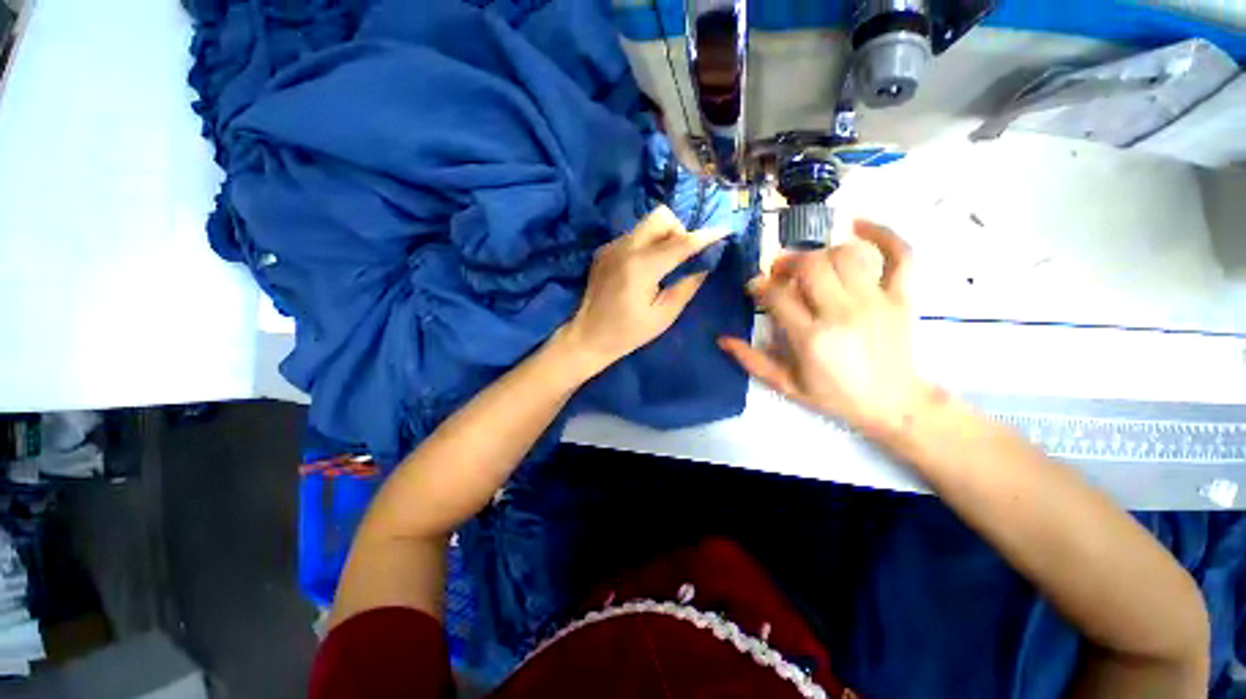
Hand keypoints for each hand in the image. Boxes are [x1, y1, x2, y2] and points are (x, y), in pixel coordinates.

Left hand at [558, 206, 727, 374]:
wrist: (588, 336)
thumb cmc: (628, 333)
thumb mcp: (663, 316)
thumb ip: (686, 286)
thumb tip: (705, 264)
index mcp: (641, 267)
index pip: (680, 243)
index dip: (705, 237)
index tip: (724, 231)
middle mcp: (625, 248)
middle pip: (661, 217)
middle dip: (679, 231)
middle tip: (683, 256)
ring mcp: (611, 246)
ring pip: (647, 225)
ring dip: (663, 237)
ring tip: (664, 265)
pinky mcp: (604, 250)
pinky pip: (634, 236)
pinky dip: (647, 245)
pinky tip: (644, 270)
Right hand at [719, 220, 928, 435]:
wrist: (894, 405)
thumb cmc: (835, 396)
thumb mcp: (787, 385)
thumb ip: (752, 361)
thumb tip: (722, 339)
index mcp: (811, 338)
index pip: (778, 295)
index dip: (759, 285)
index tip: (754, 286)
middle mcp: (842, 313)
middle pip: (811, 265)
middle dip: (788, 261)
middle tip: (780, 271)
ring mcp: (876, 301)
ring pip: (846, 255)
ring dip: (822, 252)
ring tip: (811, 263)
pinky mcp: (902, 297)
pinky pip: (899, 255)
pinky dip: (883, 234)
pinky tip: (859, 226)